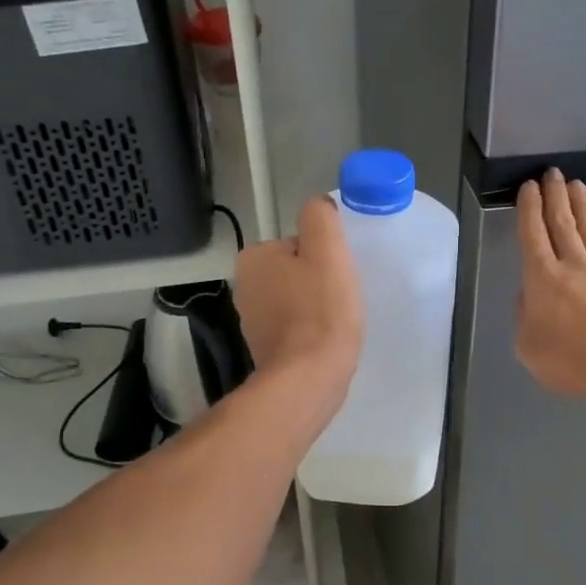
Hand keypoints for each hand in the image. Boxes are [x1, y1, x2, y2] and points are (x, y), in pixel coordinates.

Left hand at [233, 195, 363, 400]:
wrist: (310, 376)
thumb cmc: (321, 309)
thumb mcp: (327, 248)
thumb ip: (320, 217)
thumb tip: (319, 207)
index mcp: (254, 258)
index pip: (298, 244)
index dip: (324, 256)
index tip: (337, 275)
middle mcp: (244, 286)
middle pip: (296, 271)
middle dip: (318, 281)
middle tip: (341, 297)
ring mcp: (252, 321)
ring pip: (296, 300)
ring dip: (316, 307)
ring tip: (336, 321)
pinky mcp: (265, 349)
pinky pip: (295, 328)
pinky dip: (310, 331)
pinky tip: (326, 340)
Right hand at [514, 169, 585, 398]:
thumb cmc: (574, 360)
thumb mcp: (529, 348)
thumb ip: (525, 318)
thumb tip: (530, 298)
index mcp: (543, 278)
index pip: (533, 234)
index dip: (529, 209)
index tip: (529, 187)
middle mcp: (575, 266)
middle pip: (562, 223)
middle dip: (555, 196)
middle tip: (553, 173)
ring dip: (581, 207)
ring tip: (578, 187)